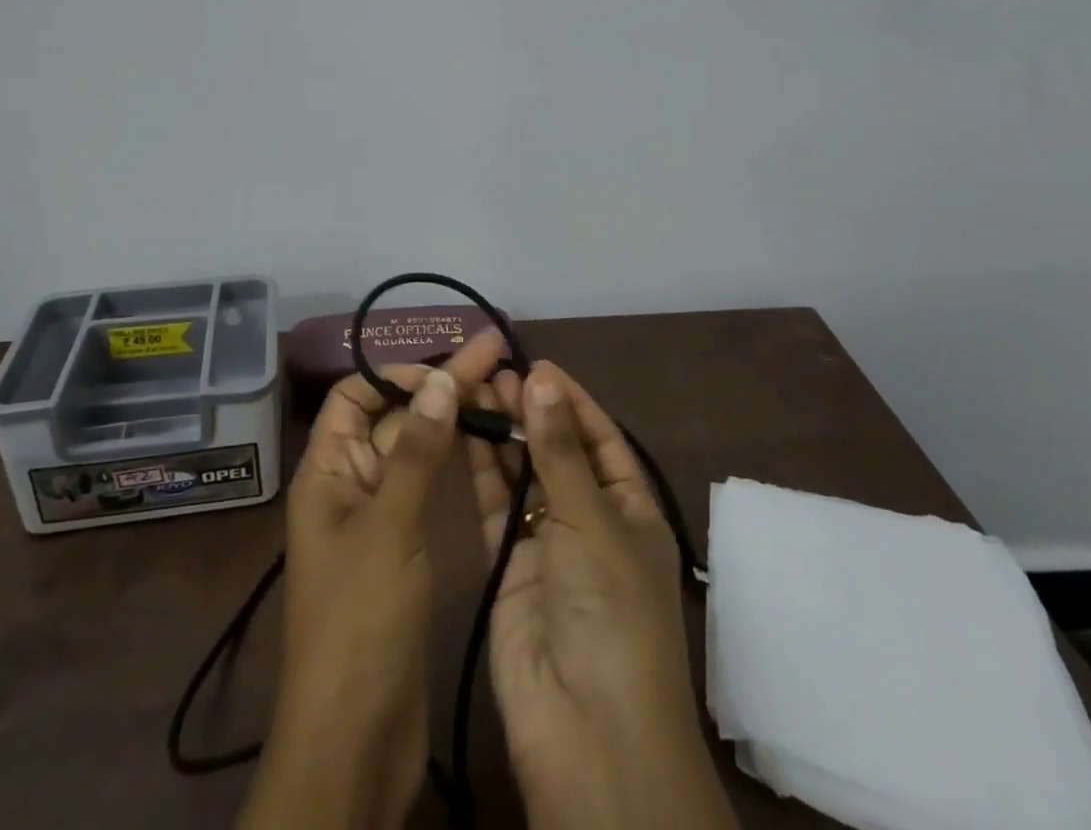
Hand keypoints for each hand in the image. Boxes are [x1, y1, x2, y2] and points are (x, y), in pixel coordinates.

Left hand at [238, 333, 505, 829]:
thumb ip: (417, 453)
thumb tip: (440, 379)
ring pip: (415, 450)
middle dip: (440, 386)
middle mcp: (350, 484)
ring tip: (501, 387)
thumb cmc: (361, 623)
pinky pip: (426, 487)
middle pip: (394, 417)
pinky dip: (454, 460)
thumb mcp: (390, 528)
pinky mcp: (404, 548)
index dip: (397, 375)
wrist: (355, 740)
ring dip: (451, 418)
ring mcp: (379, 517)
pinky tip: (488, 444)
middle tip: (496, 354)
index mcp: (327, 471)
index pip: (354, 396)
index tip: (448, 370)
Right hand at [466, 362, 737, 829]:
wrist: (586, 729)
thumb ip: (558, 449)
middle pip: (556, 451)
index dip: (570, 399)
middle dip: (529, 411)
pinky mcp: (508, 565)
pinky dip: (480, 470)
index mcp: (630, 508)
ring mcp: (547, 543)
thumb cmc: (610, 609)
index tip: (534, 363)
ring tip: (472, 389)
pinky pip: (494, 506)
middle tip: (491, 370)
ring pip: (521, 474)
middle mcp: (590, 520)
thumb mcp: (591, 519)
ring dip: (501, 434)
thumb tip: (542, 378)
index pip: (600, 437)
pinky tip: (461, 433)